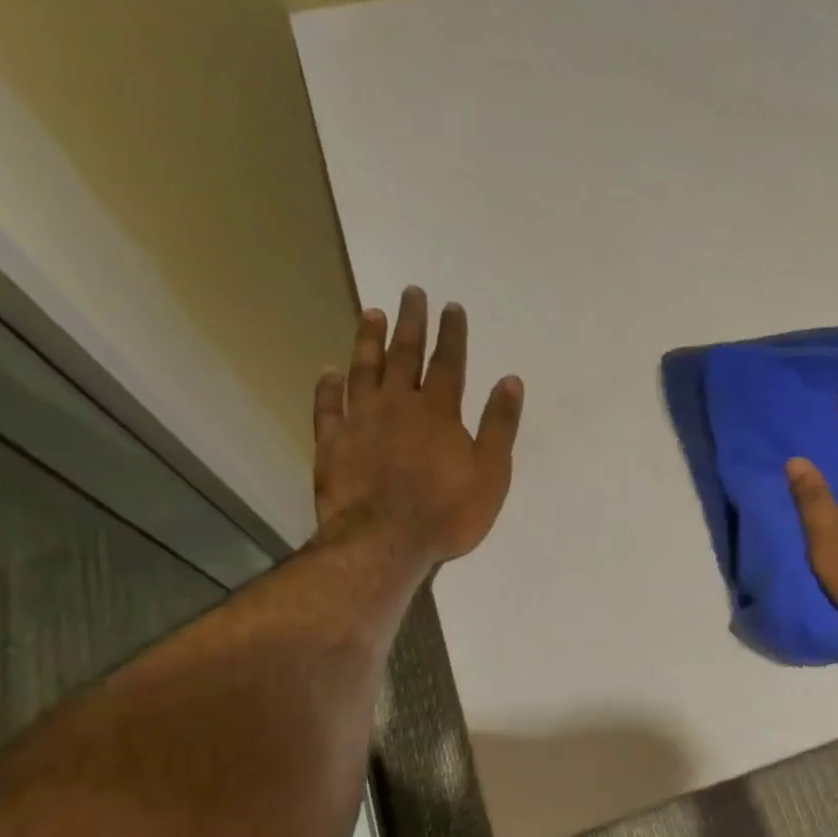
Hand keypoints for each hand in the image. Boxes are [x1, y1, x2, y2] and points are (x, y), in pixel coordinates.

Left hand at [311, 287, 522, 566]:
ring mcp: (360, 422)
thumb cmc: (446, 512)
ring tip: (371, 314)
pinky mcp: (332, 444)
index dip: (451, 334)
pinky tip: (328, 372)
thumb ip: (499, 426)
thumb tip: (510, 380)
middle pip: (405, 356)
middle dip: (411, 323)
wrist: (383, 543)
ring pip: (363, 371)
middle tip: (411, 293)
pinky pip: (327, 407)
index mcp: (438, 412)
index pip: (448, 363)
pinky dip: (327, 387)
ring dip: (368, 341)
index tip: (451, 307)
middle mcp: (397, 406)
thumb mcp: (491, 473)